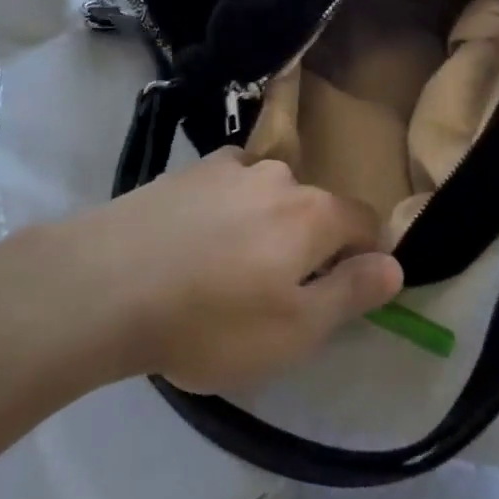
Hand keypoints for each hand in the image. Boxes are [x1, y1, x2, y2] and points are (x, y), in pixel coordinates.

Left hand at [59, 149, 399, 393]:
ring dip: (265, 225)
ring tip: (231, 270)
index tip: (344, 293)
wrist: (104, 286)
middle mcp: (276, 176)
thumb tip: (395, 265)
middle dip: (311, 245)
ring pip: (268, 196)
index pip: (365, 223)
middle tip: (277, 295)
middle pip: (314, 208)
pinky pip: (226, 189)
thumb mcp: (295, 330)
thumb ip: (351, 293)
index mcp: (312, 212)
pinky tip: (197, 242)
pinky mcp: (185, 172)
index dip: (366, 257)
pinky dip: (226, 211)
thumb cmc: (210, 321)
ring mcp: (226, 168)